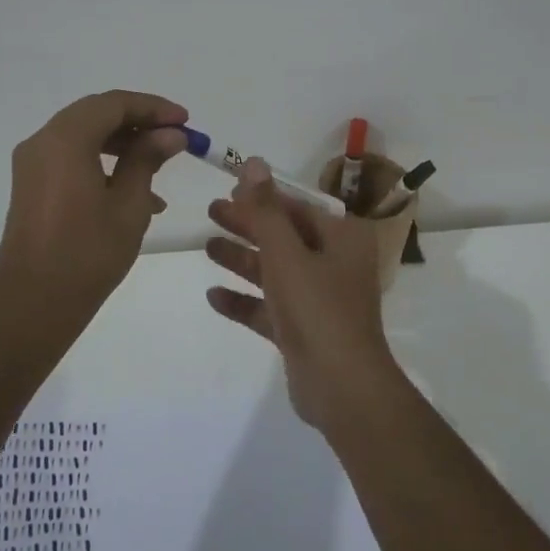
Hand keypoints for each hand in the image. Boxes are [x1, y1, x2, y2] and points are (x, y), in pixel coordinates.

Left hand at [0, 91, 188, 307]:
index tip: (185, 121)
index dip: (153, 107)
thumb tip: (170, 134)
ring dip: (124, 143)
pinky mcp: (32, 185)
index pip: (114, 104)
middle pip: (96, 114)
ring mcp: (33, 164)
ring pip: (84, 135)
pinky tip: (137, 191)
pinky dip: (103, 162)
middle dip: (139, 122)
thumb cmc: (87, 254)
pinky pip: (72, 158)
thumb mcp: (129, 205)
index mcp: (65, 140)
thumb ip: (148, 160)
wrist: (33, 303)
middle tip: (176, 137)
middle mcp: (43, 142)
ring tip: (161, 164)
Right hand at [204, 159, 397, 427]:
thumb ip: (266, 209)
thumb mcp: (287, 253)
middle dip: (247, 225)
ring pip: (274, 271)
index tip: (229, 189)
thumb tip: (253, 162)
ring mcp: (318, 299)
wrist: (342, 387)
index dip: (263, 197)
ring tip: (206, 246)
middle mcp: (333, 264)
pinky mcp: (303, 331)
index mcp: (341, 239)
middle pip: (283, 236)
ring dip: (242, 259)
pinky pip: (268, 308)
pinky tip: (213, 295)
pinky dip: (244, 300)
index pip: (297, 207)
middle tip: (210, 212)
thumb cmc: (317, 308)